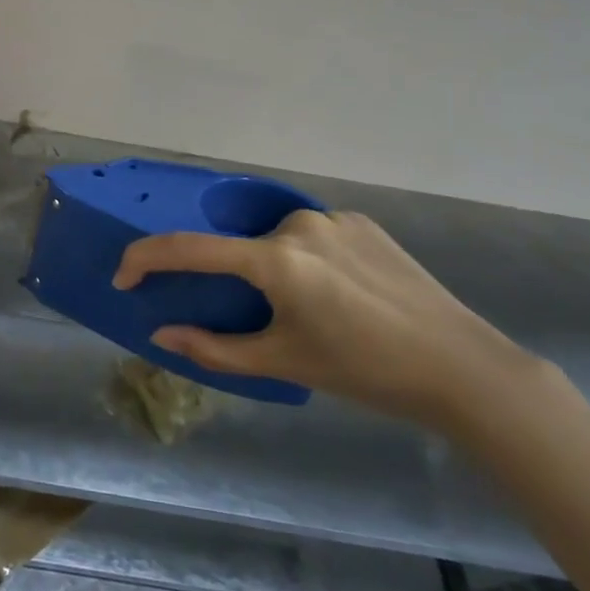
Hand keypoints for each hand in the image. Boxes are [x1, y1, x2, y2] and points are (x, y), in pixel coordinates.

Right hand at [113, 210, 539, 430]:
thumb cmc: (366, 371)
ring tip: (309, 311)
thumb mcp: (284, 363)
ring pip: (276, 240)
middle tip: (263, 320)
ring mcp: (333, 218)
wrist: (465, 369)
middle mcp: (298, 225)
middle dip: (235, 280)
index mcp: (276, 260)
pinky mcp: (362, 221)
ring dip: (273, 269)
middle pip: (240, 249)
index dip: (146, 260)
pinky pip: (312, 235)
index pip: (189, 249)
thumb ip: (214, 348)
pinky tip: (339, 293)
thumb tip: (161, 334)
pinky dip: (307, 259)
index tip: (124, 279)